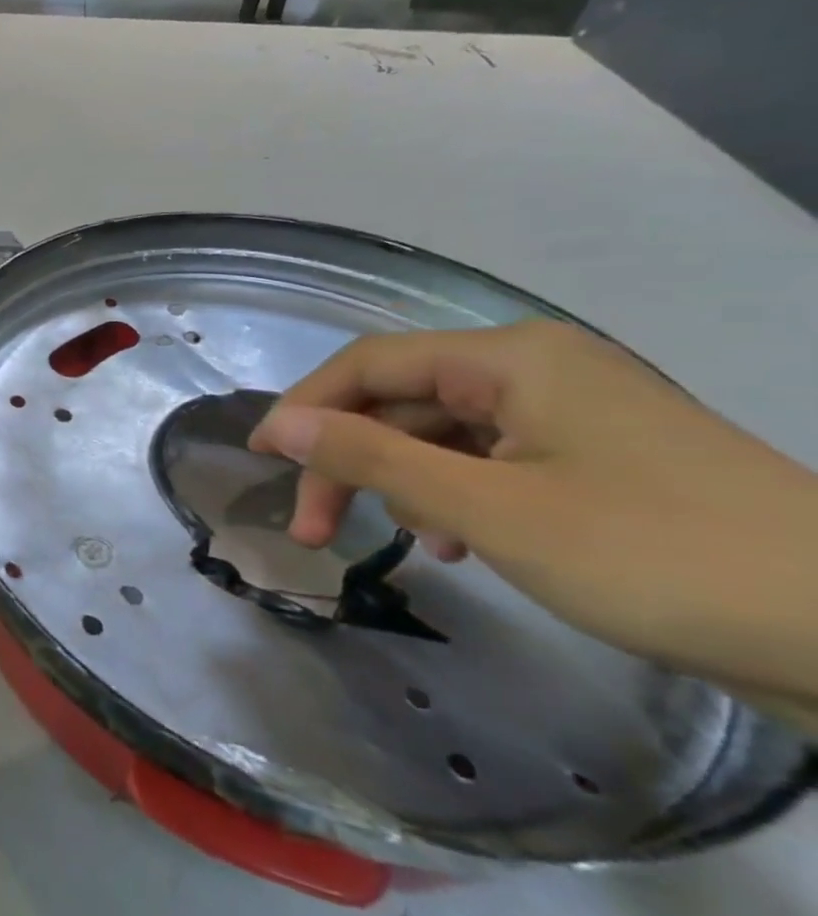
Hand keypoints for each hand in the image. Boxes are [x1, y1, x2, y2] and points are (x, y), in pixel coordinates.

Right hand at [248, 321, 817, 706]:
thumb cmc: (654, 556)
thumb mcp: (487, 509)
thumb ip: (370, 457)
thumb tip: (279, 425)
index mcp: (511, 359)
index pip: (368, 364)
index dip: (303, 407)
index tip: (260, 460)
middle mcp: (536, 370)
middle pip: (402, 401)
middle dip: (349, 461)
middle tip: (315, 530)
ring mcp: (571, 415)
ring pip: (442, 435)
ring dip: (400, 483)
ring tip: (399, 544)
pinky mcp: (597, 460)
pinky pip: (490, 462)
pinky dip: (454, 497)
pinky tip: (456, 544)